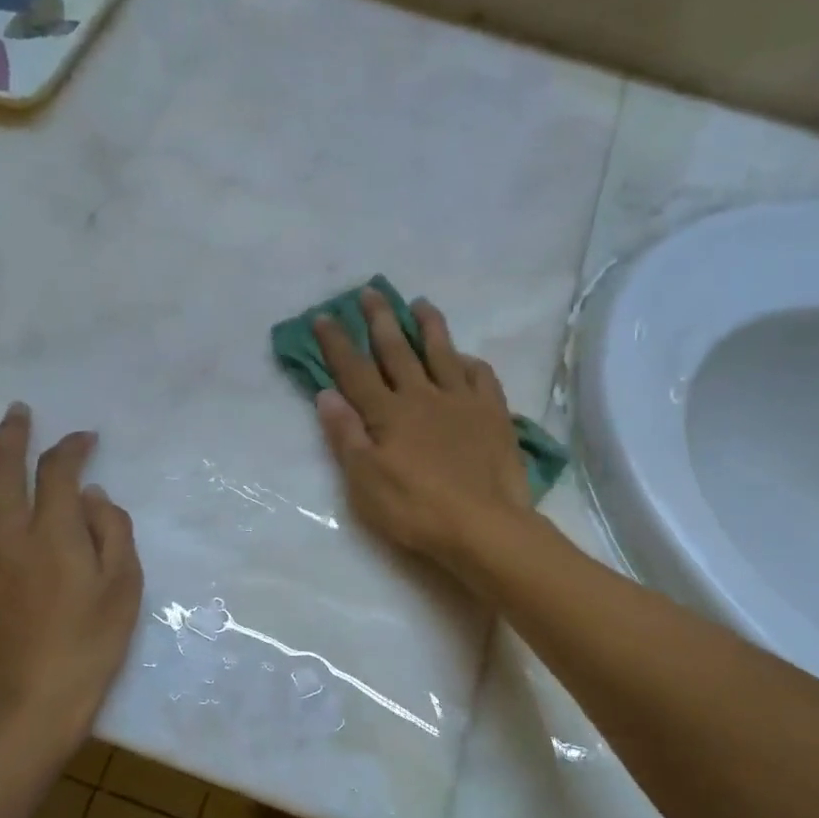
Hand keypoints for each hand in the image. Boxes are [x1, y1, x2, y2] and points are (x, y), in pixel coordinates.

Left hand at [0, 404, 142, 765]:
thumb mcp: (123, 589)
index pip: (58, 471)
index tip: (85, 439)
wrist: (28, 708)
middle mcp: (5, 535)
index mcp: (53, 533)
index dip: (72, 447)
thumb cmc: (88, 649)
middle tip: (17, 414)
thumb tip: (93, 497)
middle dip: (11, 434)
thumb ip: (112, 533)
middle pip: (1, 469)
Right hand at [314, 290, 530, 572]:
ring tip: (420, 303)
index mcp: (388, 414)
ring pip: (442, 353)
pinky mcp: (493, 415)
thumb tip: (326, 394)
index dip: (337, 343)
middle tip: (371, 291)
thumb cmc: (415, 509)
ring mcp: (461, 402)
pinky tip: (466, 357)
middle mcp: (423, 397)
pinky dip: (470, 362)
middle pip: (397, 351)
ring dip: (429, 326)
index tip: (325, 316)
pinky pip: (481, 377)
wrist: (483, 526)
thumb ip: (346, 435)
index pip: (355, 371)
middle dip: (380, 320)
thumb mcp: (365, 481)